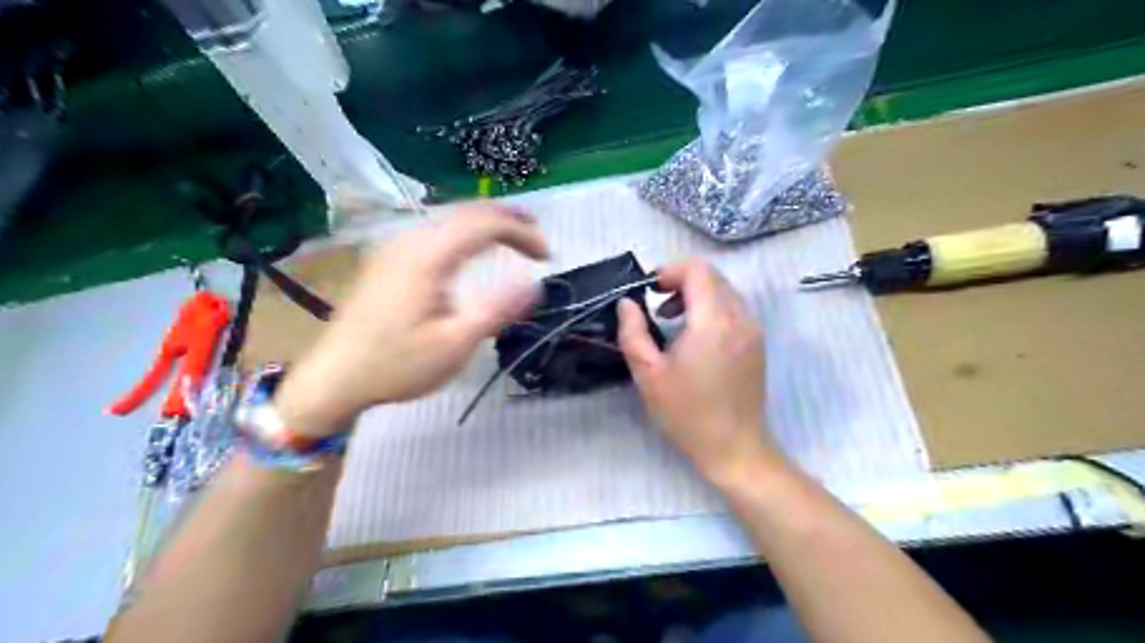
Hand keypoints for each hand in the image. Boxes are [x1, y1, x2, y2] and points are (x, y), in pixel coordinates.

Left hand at [274, 206, 546, 436]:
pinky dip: (465, 233)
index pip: (486, 223)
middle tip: (538, 238)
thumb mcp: (455, 344)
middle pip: (467, 211)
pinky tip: (473, 250)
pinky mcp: (388, 259)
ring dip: (487, 224)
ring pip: (450, 218)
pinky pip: (435, 231)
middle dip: (509, 219)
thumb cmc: (397, 366)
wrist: (333, 378)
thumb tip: (535, 284)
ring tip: (515, 238)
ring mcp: (394, 247)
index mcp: (428, 257)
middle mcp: (410, 240)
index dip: (523, 232)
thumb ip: (497, 309)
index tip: (547, 256)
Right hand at [617, 259, 778, 489]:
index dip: (670, 271)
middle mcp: (740, 318)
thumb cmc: (686, 413)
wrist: (734, 447)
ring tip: (671, 320)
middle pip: (712, 276)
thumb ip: (633, 332)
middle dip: (681, 281)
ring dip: (696, 294)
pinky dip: (711, 308)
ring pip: (724, 290)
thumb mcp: (648, 374)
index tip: (649, 291)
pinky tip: (694, 335)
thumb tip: (626, 303)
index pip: (698, 270)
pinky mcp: (756, 343)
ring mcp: (753, 330)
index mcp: (714, 321)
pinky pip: (734, 308)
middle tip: (656, 306)